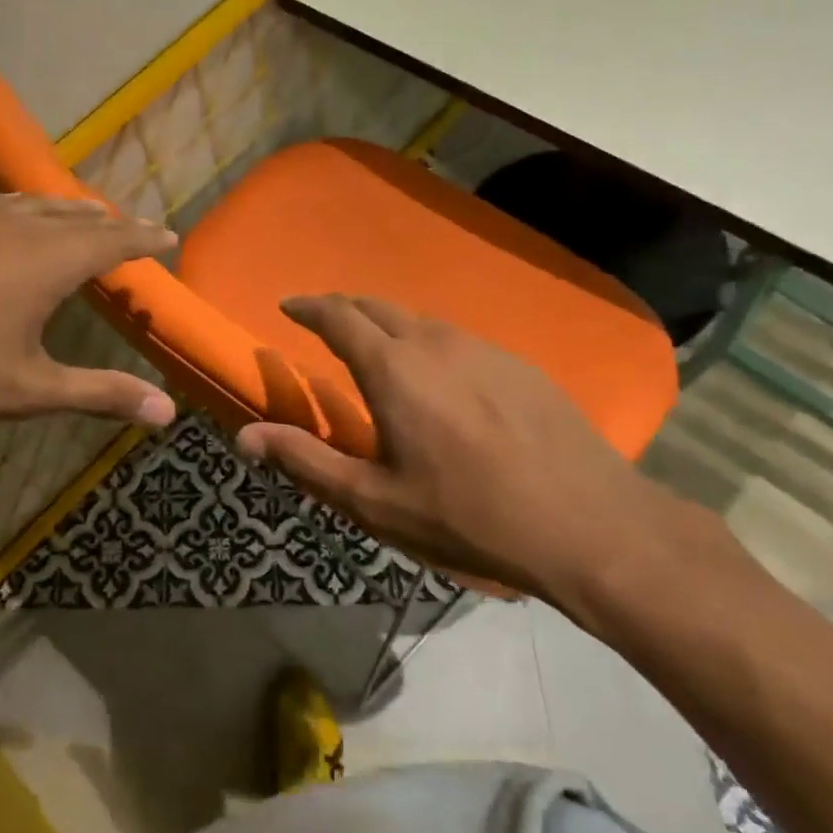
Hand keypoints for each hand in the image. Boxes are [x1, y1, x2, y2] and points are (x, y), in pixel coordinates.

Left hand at [0, 193, 176, 504]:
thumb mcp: (32, 391)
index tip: (169, 235)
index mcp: (47, 260)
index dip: (145, 238)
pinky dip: (17, 207)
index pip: (113, 239)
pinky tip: (8, 215)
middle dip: (110, 222)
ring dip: (66, 209)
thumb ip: (102, 394)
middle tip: (132, 229)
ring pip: (32, 203)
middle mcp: (14, 225)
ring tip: (83, 215)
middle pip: (77, 215)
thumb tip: (168, 413)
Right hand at [235, 295, 714, 610]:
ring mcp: (484, 348)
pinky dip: (429, 343)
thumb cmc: (467, 515)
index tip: (288, 307)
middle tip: (324, 325)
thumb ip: (305, 460)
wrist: (588, 525)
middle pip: (378, 306)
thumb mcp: (374, 500)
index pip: (338, 316)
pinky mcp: (520, 364)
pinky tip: (440, 379)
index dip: (308, 307)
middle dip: (344, 309)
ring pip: (420, 320)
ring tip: (377, 352)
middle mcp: (435, 342)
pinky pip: (458, 340)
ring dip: (388, 326)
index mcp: (393, 368)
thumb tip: (244, 438)